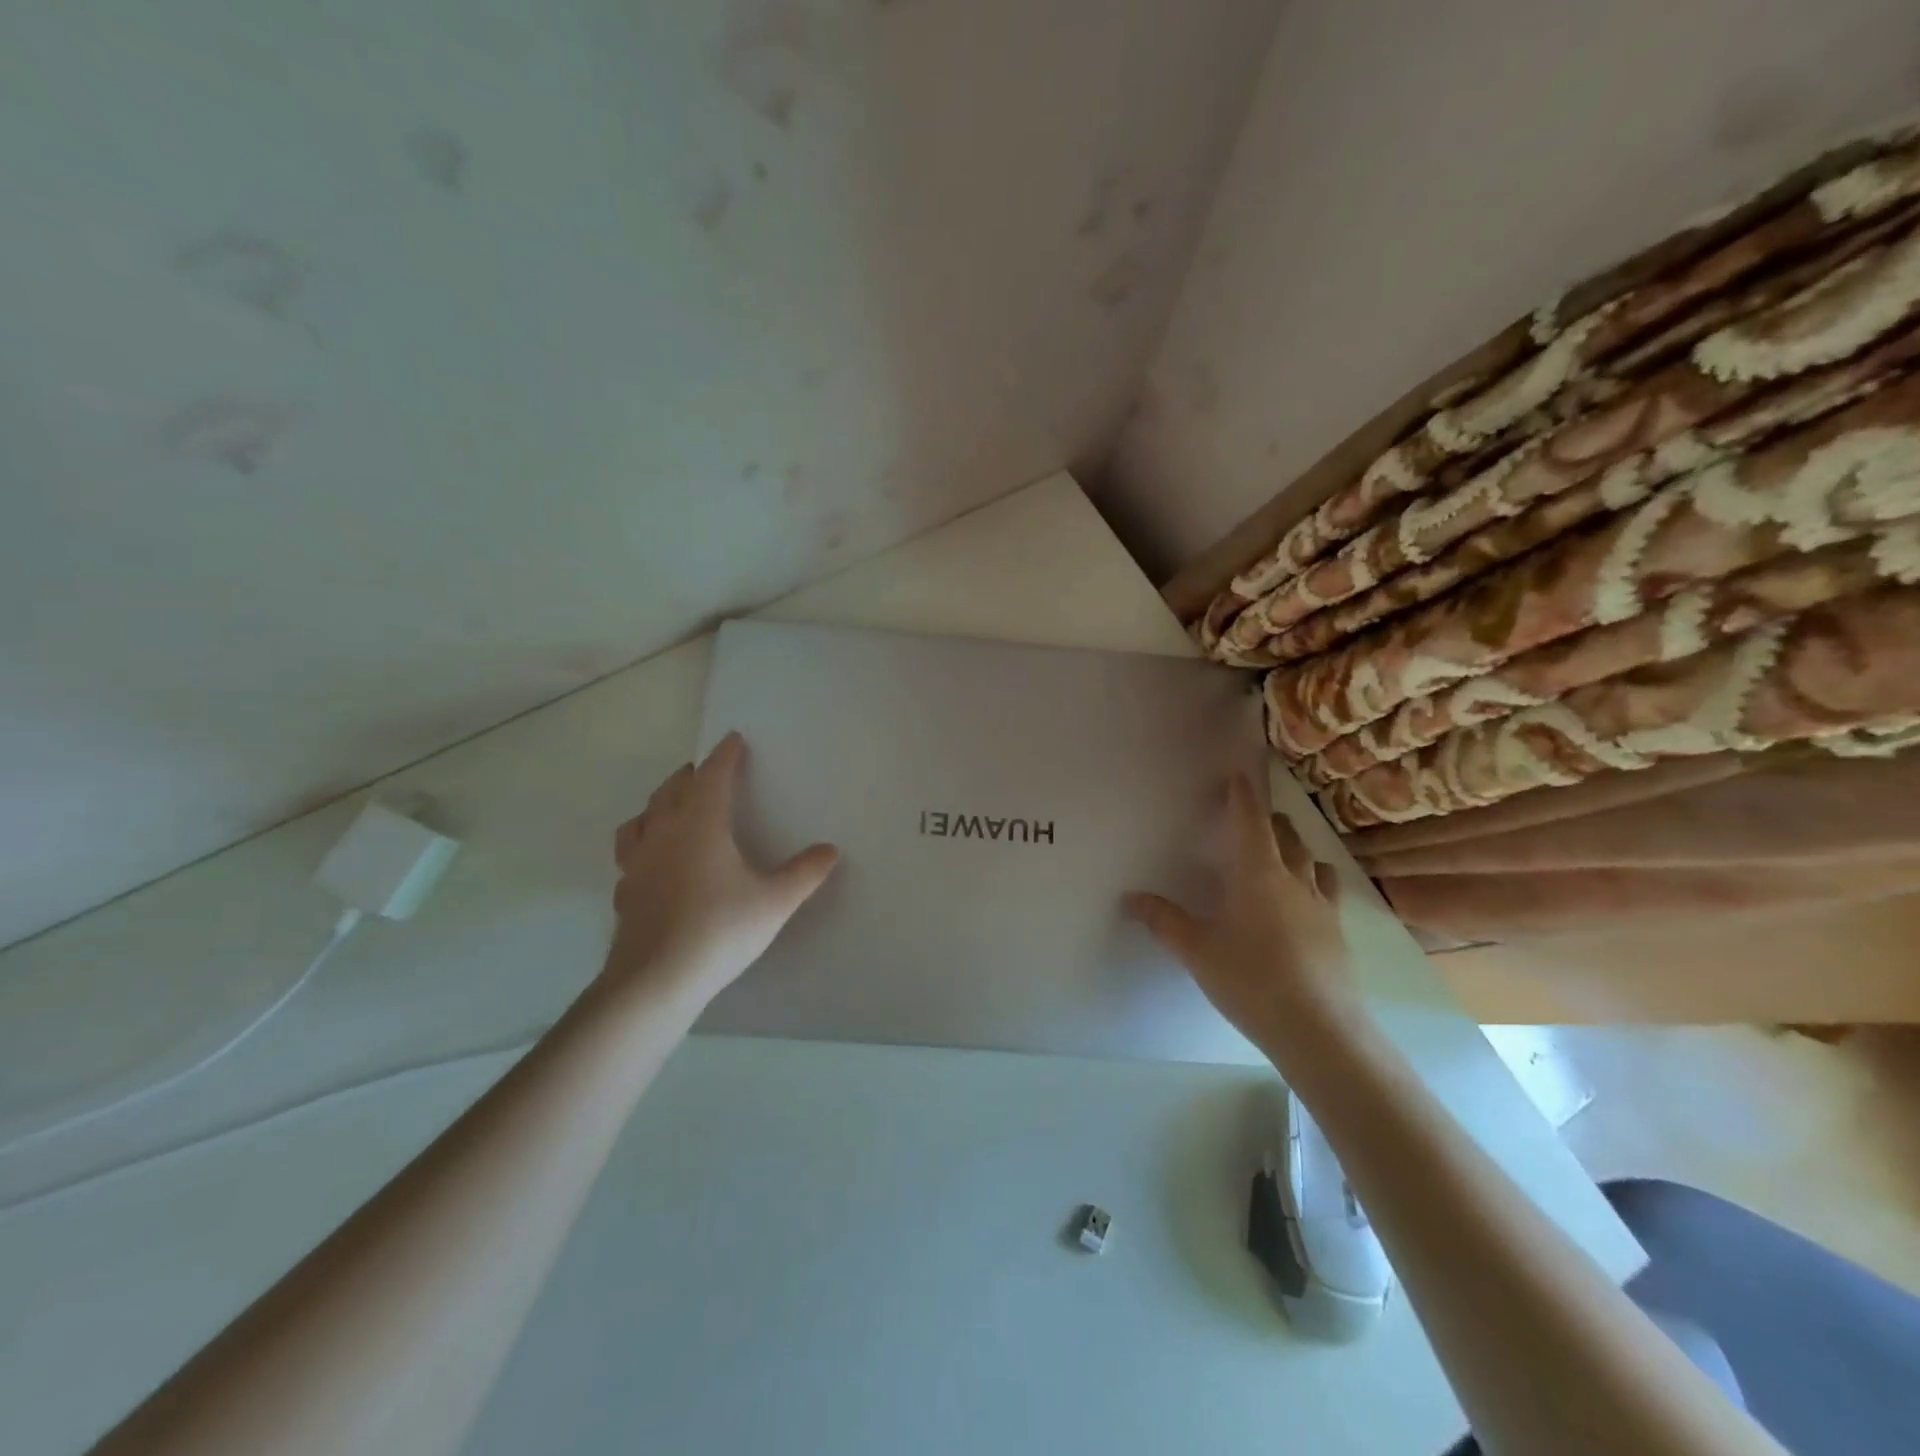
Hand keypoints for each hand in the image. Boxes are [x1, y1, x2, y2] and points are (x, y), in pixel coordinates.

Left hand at [603, 732, 838, 1006]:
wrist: (656, 980)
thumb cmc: (720, 930)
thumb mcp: (775, 902)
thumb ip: (804, 873)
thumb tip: (830, 850)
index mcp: (701, 825)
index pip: (713, 777)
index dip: (725, 755)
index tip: (733, 739)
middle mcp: (664, 834)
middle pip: (672, 790)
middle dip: (691, 775)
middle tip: (705, 770)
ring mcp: (638, 863)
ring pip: (642, 817)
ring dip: (659, 803)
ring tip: (671, 806)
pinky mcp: (625, 891)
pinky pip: (630, 853)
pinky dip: (642, 843)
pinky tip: (652, 861)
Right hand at [1126, 773, 1355, 1055]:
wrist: (1320, 1031)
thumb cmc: (1252, 981)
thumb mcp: (1197, 951)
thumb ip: (1163, 921)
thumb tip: (1130, 898)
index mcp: (1258, 874)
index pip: (1251, 822)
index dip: (1243, 796)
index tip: (1239, 775)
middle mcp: (1295, 880)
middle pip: (1286, 835)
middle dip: (1269, 820)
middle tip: (1252, 817)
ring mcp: (1323, 906)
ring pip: (1313, 860)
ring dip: (1296, 848)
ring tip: (1282, 853)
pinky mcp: (1338, 933)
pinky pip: (1328, 891)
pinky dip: (1314, 881)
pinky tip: (1305, 902)